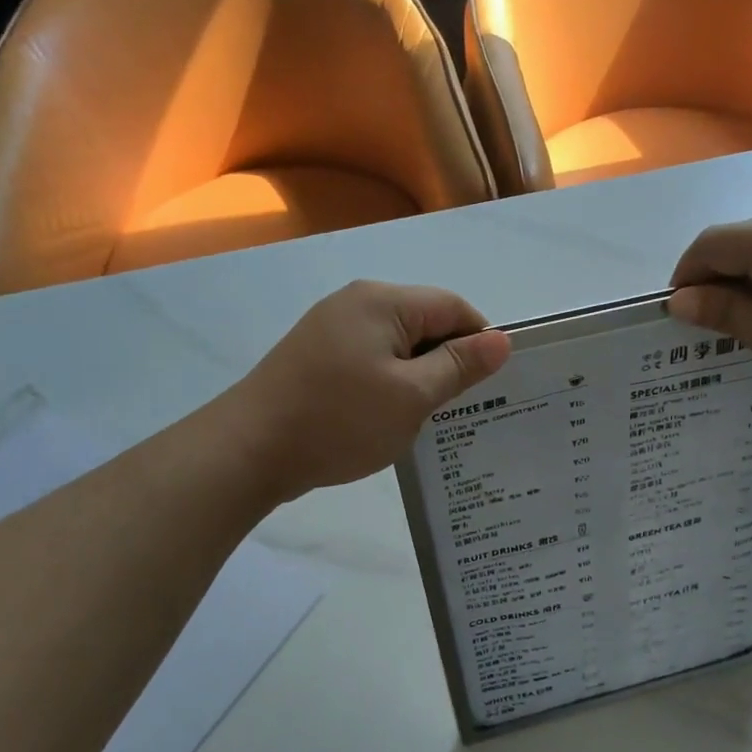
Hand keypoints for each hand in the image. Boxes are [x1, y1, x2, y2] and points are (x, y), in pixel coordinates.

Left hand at [221, 281, 511, 501]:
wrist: (249, 450)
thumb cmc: (339, 420)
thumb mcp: (411, 396)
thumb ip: (459, 366)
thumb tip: (502, 340)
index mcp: (382, 301)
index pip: (453, 307)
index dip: (480, 341)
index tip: (492, 385)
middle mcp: (356, 303)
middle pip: (424, 322)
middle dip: (449, 361)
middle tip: (464, 408)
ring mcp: (331, 329)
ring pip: (397, 345)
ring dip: (419, 376)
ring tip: (429, 418)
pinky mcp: (315, 357)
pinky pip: (370, 360)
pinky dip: (389, 384)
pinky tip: (389, 417)